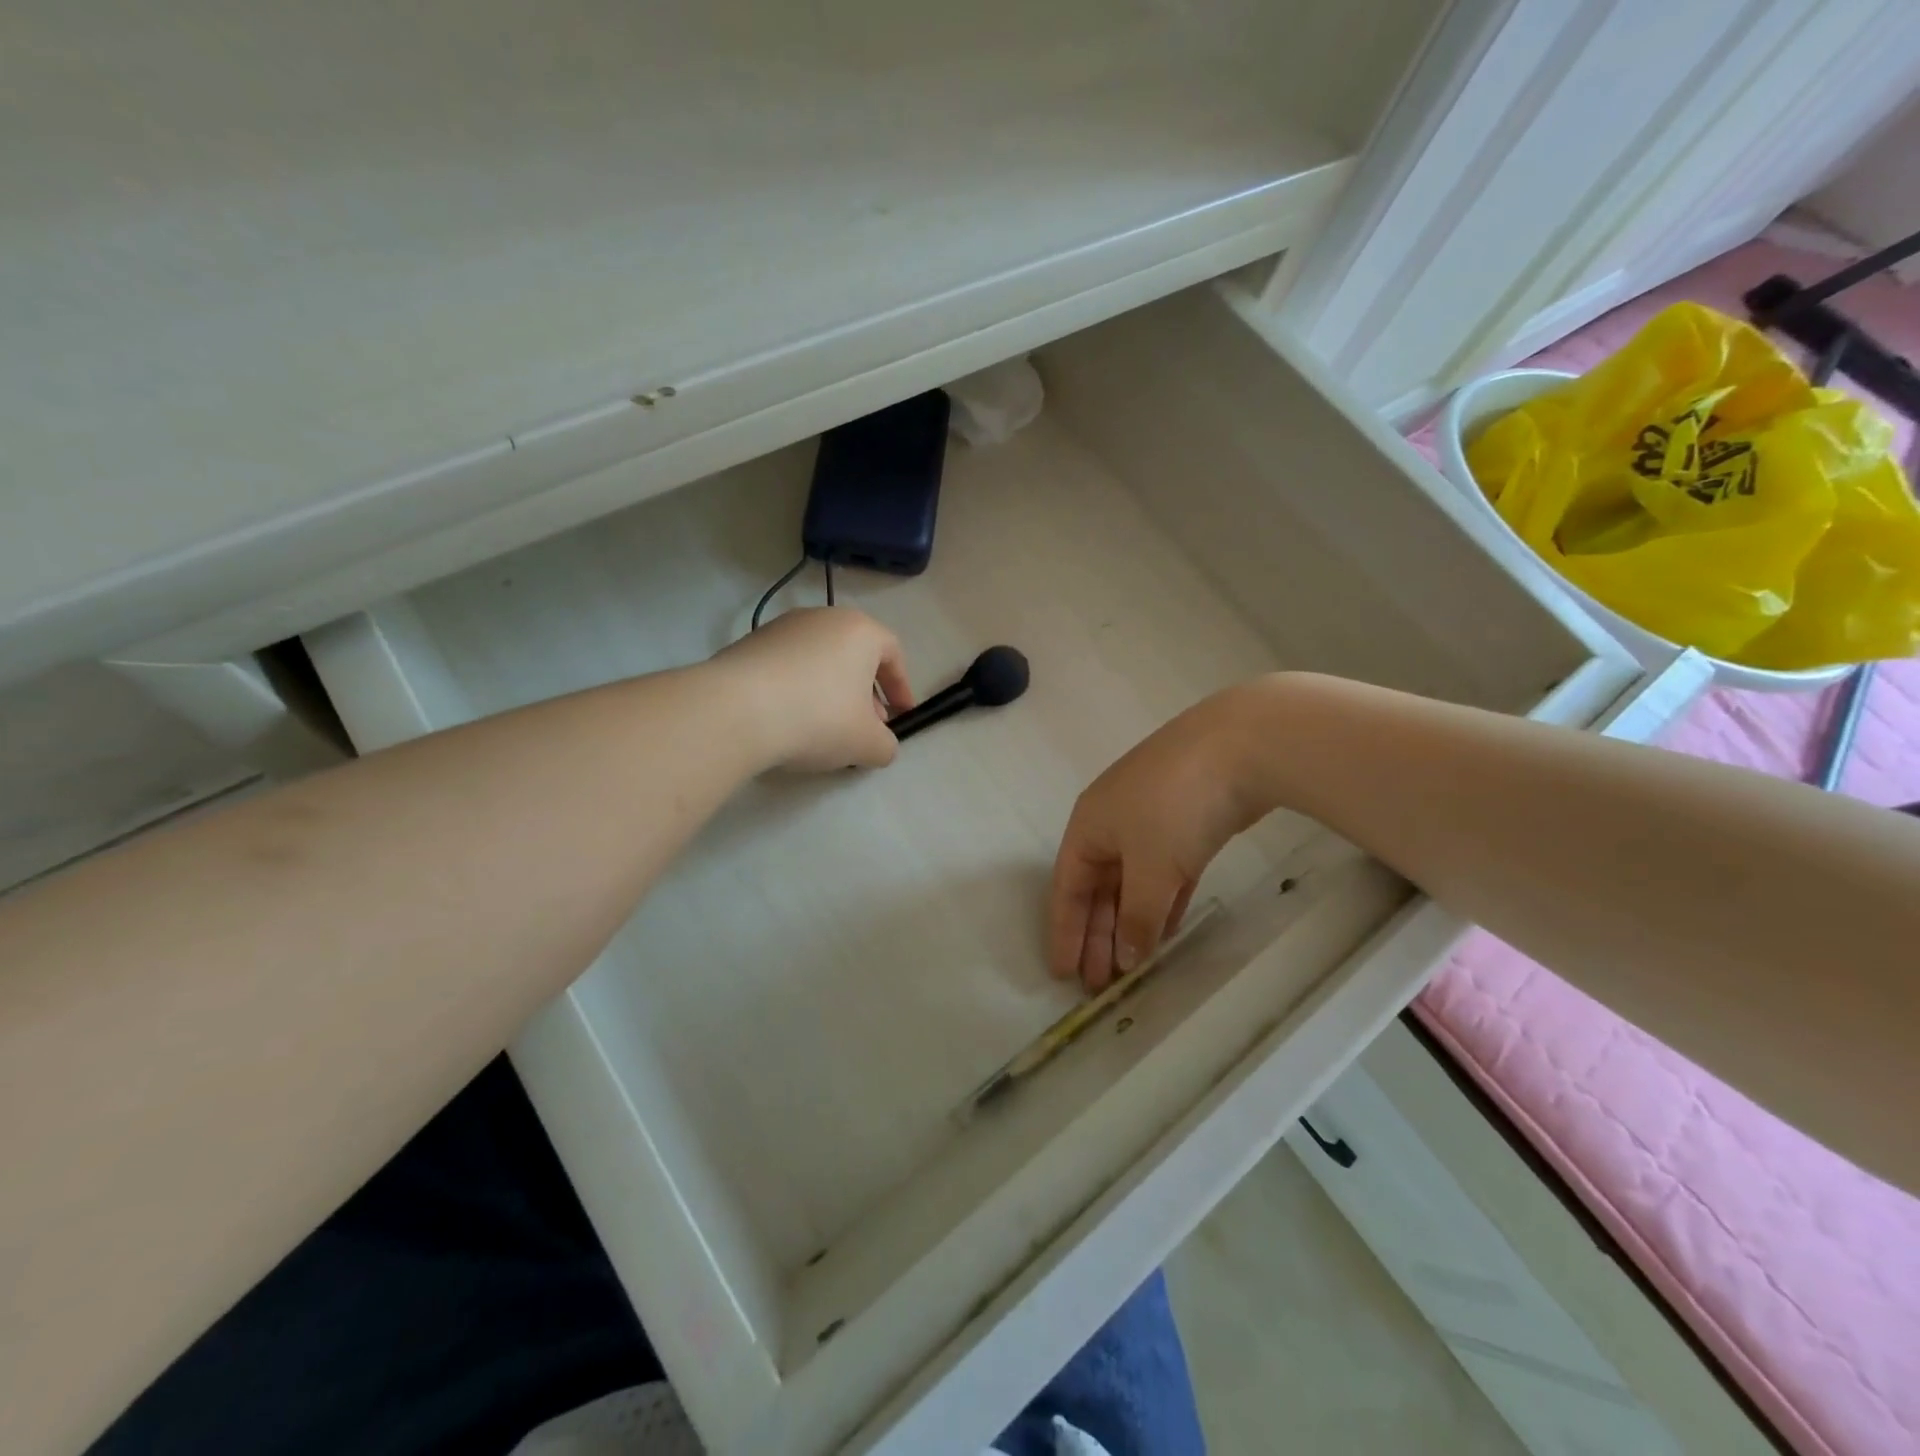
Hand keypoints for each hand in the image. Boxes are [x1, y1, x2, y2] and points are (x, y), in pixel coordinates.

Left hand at [711, 607, 913, 771]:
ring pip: (819, 660)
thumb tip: (881, 746)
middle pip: (854, 655)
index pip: (893, 654)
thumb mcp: (867, 743)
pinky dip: (797, 690)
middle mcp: (822, 618)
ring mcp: (781, 628)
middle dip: (865, 692)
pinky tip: (788, 721)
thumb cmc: (818, 718)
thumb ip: (886, 745)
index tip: (902, 716)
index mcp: (860, 631)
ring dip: (830, 691)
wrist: (735, 711)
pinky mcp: (748, 644)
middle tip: (864, 726)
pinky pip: (787, 667)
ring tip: (824, 728)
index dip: (902, 688)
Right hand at [1049, 687, 1267, 990]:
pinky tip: (1164, 934)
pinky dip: (1161, 904)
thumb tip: (1127, 959)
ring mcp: (1150, 822)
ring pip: (1132, 883)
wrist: (1238, 747)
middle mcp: (1112, 823)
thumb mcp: (1150, 868)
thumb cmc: (1174, 807)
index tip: (1063, 974)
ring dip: (1129, 923)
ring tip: (1131, 967)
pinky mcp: (1186, 825)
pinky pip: (1164, 875)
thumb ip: (1136, 917)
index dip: (1064, 931)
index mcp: (1088, 826)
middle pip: (1097, 888)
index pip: (1067, 888)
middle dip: (1097, 935)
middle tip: (1100, 984)